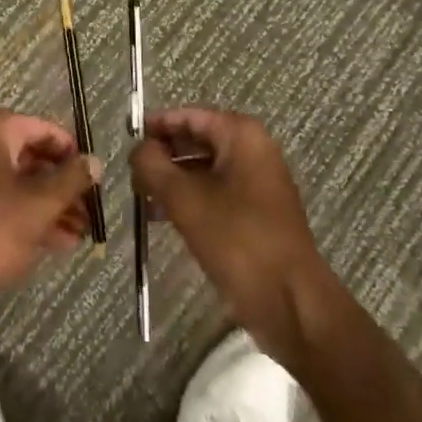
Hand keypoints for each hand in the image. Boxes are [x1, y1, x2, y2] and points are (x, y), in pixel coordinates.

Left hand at [0, 109, 102, 314]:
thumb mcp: (39, 204)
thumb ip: (71, 180)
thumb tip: (95, 161)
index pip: (41, 128)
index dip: (70, 151)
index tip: (92, 175)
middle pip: (30, 157)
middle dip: (62, 185)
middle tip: (89, 209)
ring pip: (18, 184)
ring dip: (50, 205)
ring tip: (80, 233)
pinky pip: (2, 203)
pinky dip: (28, 217)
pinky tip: (57, 243)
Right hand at [131, 107, 337, 366]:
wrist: (292, 305)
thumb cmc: (239, 241)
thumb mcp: (185, 200)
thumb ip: (153, 167)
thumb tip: (137, 149)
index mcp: (241, 135)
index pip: (189, 116)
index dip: (157, 125)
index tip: (128, 140)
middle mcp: (252, 150)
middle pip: (197, 140)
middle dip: (164, 156)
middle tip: (132, 174)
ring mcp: (258, 183)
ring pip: (204, 170)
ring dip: (173, 181)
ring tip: (142, 199)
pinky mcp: (257, 214)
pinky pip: (216, 194)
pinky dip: (190, 200)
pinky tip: (164, 218)